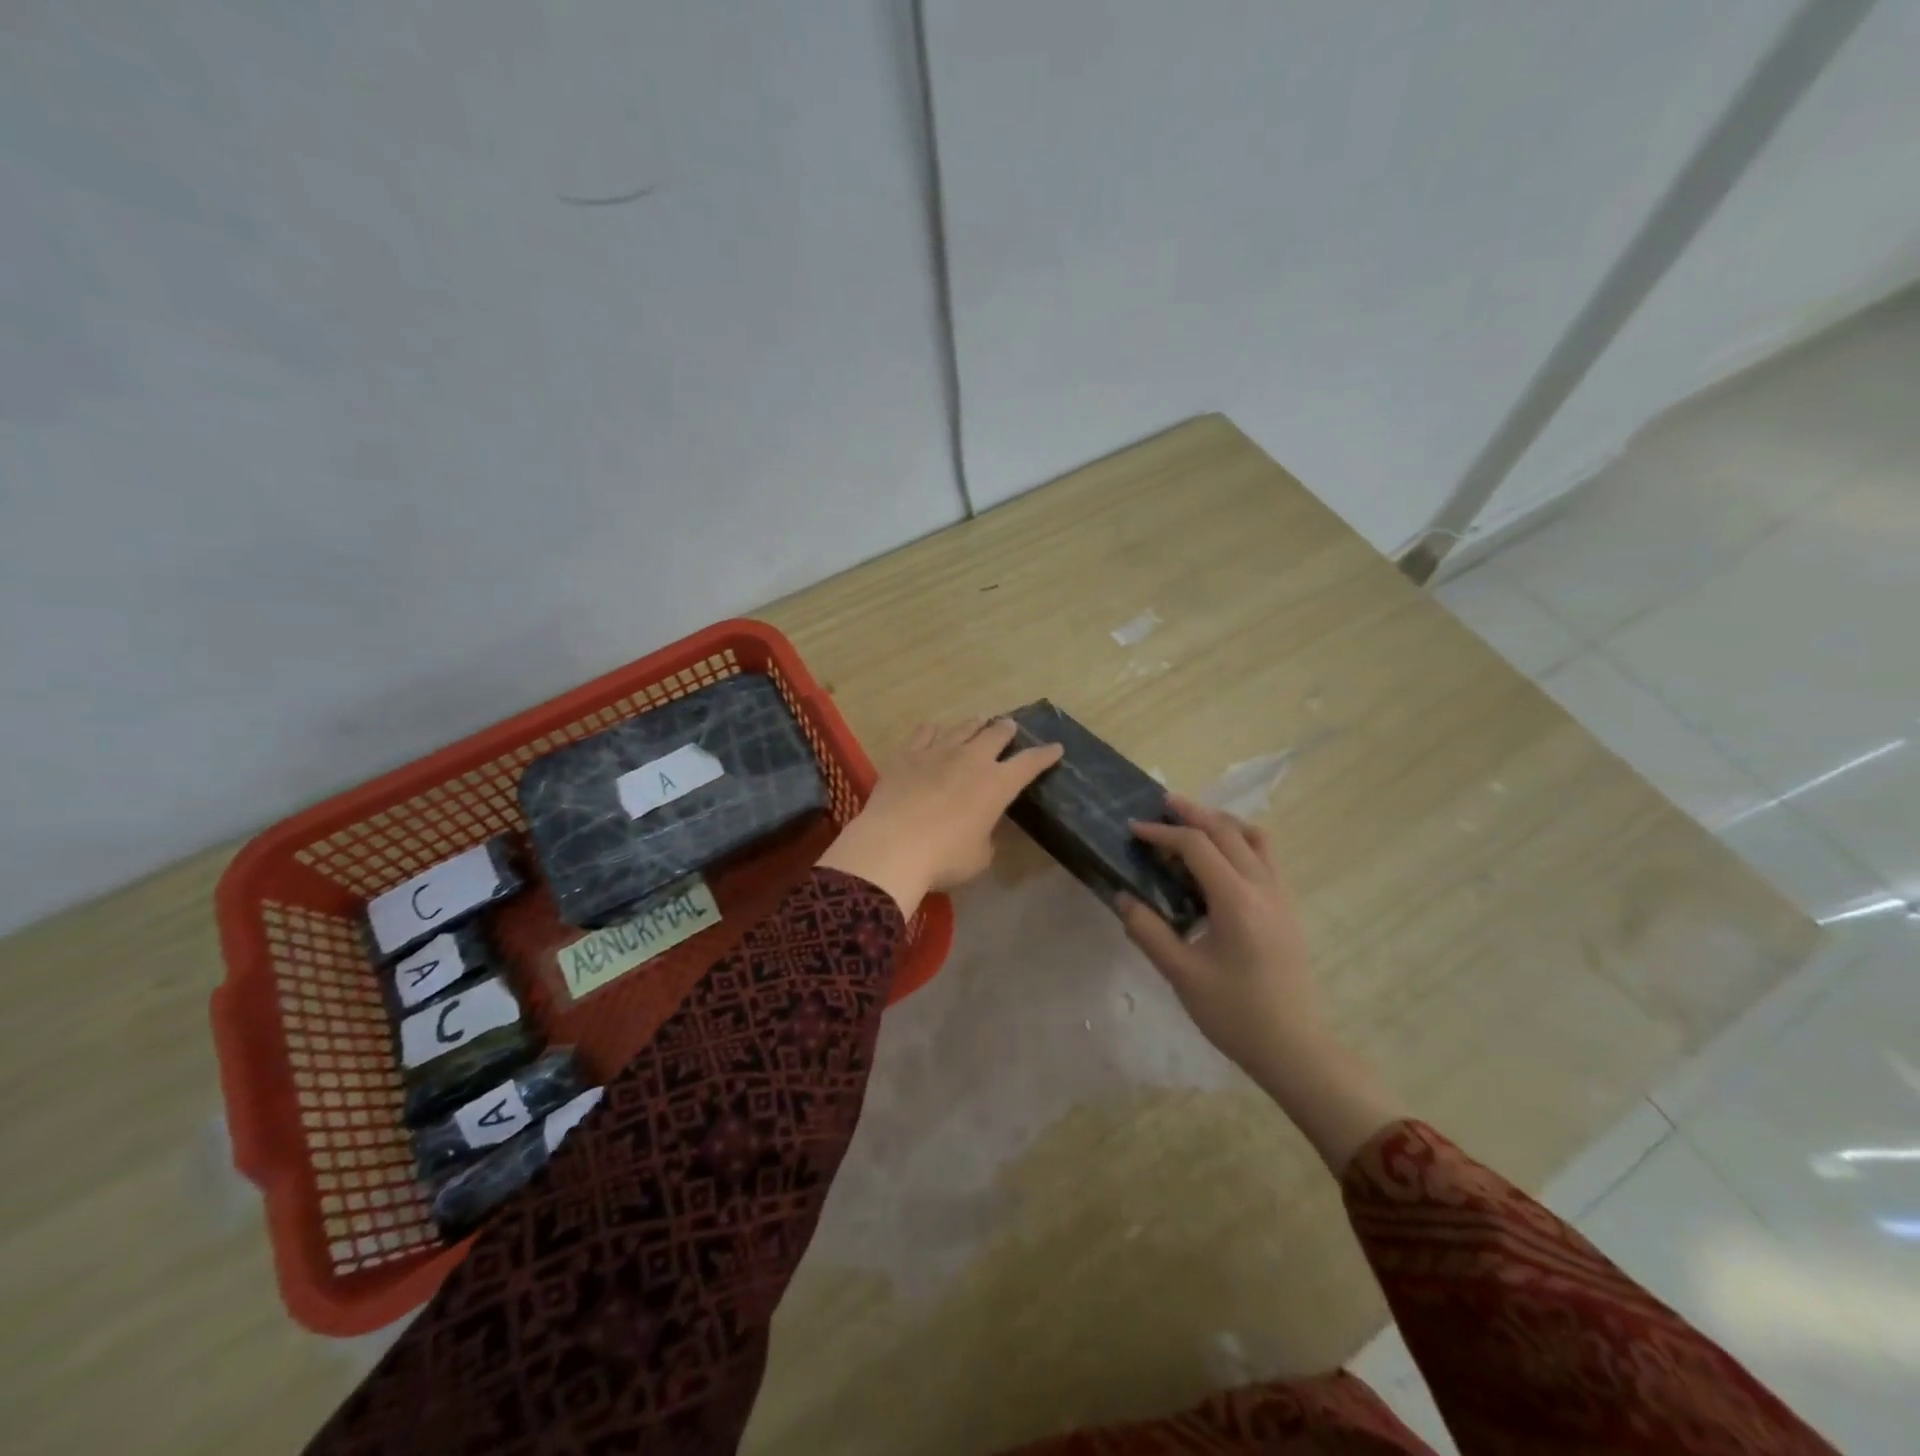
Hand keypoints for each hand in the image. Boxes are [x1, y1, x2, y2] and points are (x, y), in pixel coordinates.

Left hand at [817, 718, 1063, 916]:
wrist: (892, 846)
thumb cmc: (944, 858)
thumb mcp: (980, 856)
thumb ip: (986, 837)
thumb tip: (981, 829)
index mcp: (997, 784)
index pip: (1030, 763)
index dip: (1045, 755)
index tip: (1055, 748)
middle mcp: (972, 759)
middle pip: (996, 734)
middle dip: (1007, 730)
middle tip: (1010, 727)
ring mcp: (938, 752)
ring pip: (963, 727)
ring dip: (975, 724)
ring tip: (980, 722)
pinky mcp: (908, 754)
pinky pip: (925, 732)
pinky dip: (935, 730)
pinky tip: (935, 731)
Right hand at [1118, 794, 1322, 1080]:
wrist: (1293, 1048)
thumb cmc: (1234, 1013)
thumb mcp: (1181, 974)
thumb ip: (1148, 930)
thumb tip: (1123, 897)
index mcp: (1236, 899)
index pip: (1196, 846)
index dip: (1162, 833)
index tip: (1134, 829)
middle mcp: (1263, 886)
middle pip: (1227, 831)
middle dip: (1193, 813)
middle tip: (1162, 804)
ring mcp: (1281, 896)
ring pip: (1254, 838)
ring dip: (1222, 823)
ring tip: (1194, 824)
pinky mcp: (1287, 908)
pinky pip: (1266, 857)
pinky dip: (1240, 842)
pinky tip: (1220, 859)